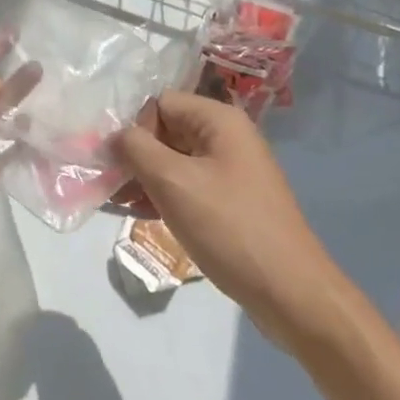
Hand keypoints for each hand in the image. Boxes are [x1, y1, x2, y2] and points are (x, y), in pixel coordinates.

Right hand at [118, 93, 341, 341]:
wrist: (293, 295)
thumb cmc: (230, 227)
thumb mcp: (174, 182)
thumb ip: (136, 149)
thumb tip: (114, 135)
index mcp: (219, 120)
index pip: (160, 103)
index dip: (135, 127)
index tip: (114, 160)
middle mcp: (227, 138)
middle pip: (166, 131)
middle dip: (135, 155)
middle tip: (107, 183)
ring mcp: (231, 171)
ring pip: (174, 161)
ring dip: (145, 178)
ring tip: (116, 202)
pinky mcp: (231, 203)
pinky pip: (188, 187)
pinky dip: (163, 196)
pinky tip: (139, 214)